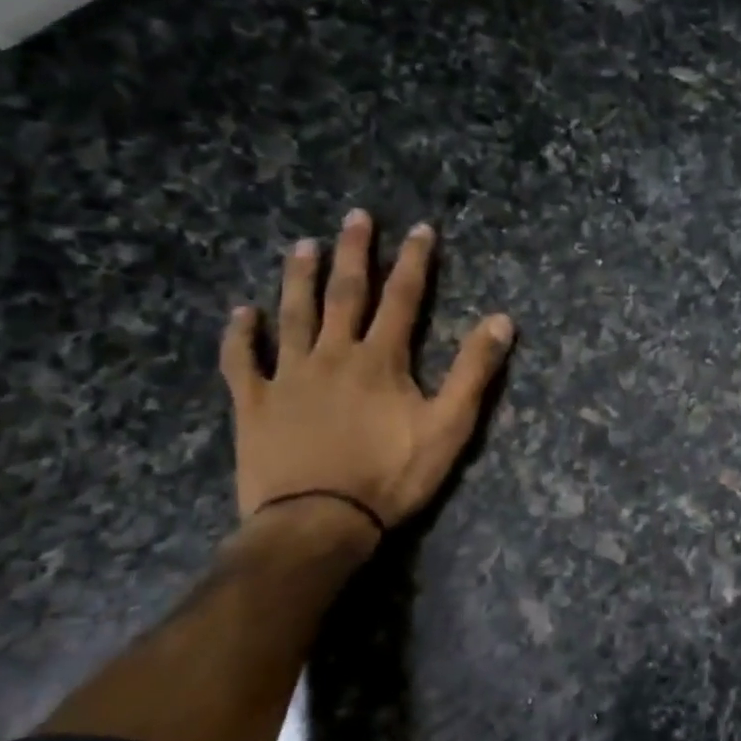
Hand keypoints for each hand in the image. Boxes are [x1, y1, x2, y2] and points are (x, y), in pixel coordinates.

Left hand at [220, 209, 514, 532]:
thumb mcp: (450, 426)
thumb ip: (474, 372)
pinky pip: (242, 363)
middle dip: (354, 254)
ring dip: (298, 279)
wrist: (318, 523)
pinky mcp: (254, 405)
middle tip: (355, 217)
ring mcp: (288, 378)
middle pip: (344, 294)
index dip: (414, 261)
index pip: (402, 298)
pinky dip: (240, 336)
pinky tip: (240, 313)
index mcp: (380, 360)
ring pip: (292, 317)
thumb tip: (501, 320)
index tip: (420, 228)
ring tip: (303, 246)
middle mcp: (333, 355)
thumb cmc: (391, 475)